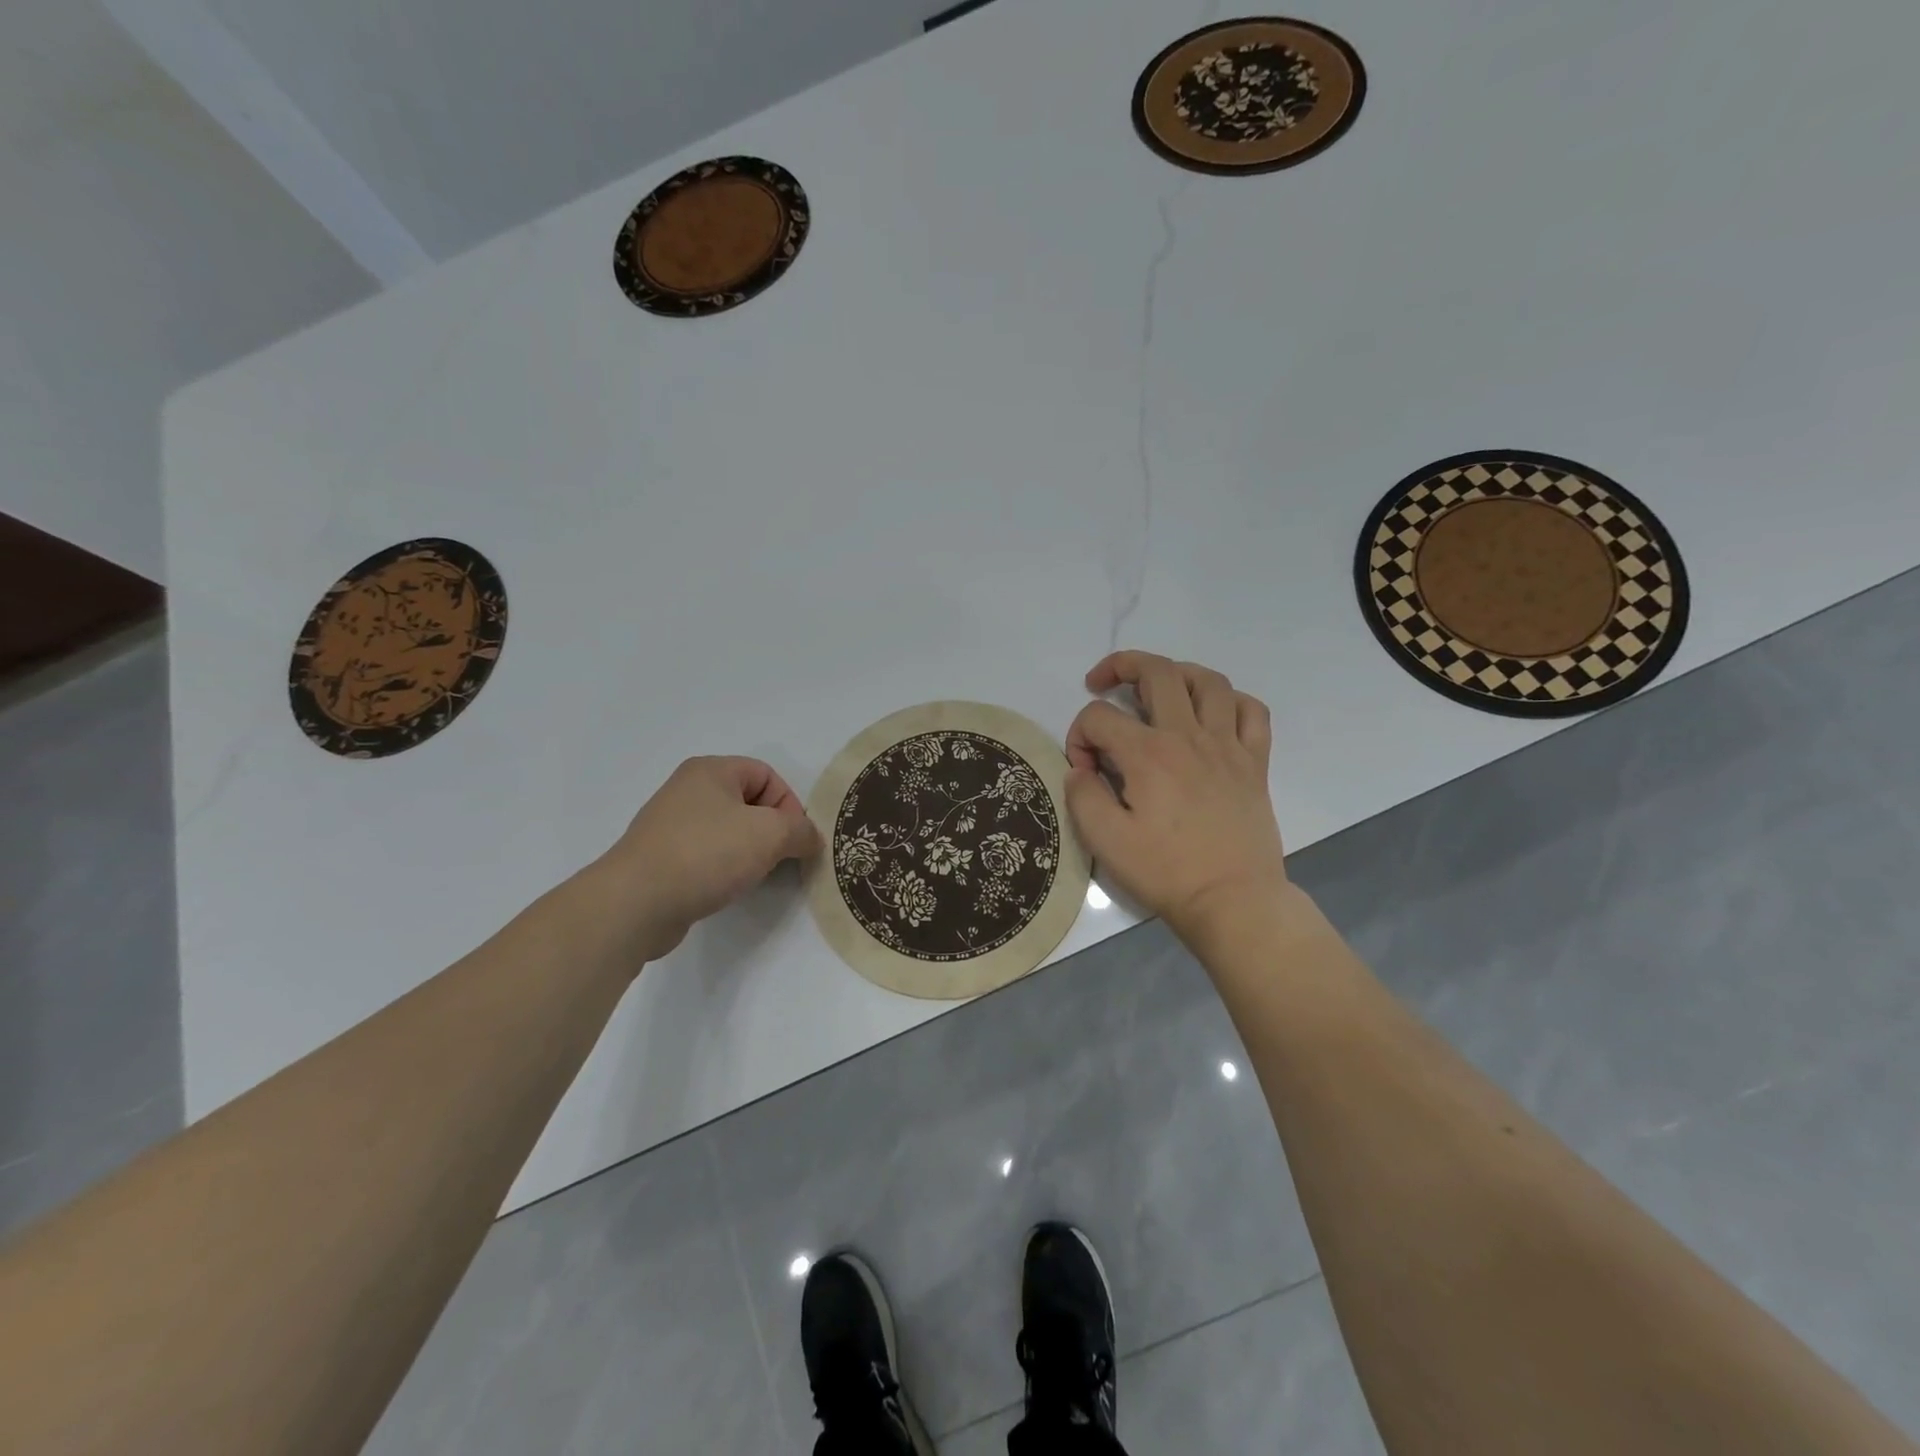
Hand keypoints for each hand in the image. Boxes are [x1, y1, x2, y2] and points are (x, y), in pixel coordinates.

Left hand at [589, 756, 820, 964]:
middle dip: (770, 831)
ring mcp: (670, 824)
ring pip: (728, 831)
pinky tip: (724, 888)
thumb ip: (801, 831)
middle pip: (748, 802)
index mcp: (710, 770)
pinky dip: (722, 868)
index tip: (794, 840)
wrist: (636, 903)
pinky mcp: (660, 858)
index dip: (789, 805)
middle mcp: (687, 790)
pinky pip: (706, 855)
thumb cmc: (706, 854)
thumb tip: (810, 839)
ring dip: (748, 852)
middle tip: (777, 859)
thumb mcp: (770, 834)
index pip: (767, 775)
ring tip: (751, 876)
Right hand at [1065, 652, 1288, 944]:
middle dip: (1121, 666)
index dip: (1079, 736)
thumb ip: (1082, 795)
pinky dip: (1230, 700)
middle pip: (1157, 672)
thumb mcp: (1105, 841)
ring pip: (1208, 681)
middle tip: (1102, 682)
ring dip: (1177, 672)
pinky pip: (1251, 711)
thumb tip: (1080, 770)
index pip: (1099, 717)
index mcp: (1148, 754)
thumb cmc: (1166, 872)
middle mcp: (1188, 736)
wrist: (1233, 900)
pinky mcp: (1255, 763)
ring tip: (1158, 686)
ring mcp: (1228, 746)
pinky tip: (1212, 713)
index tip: (1083, 771)